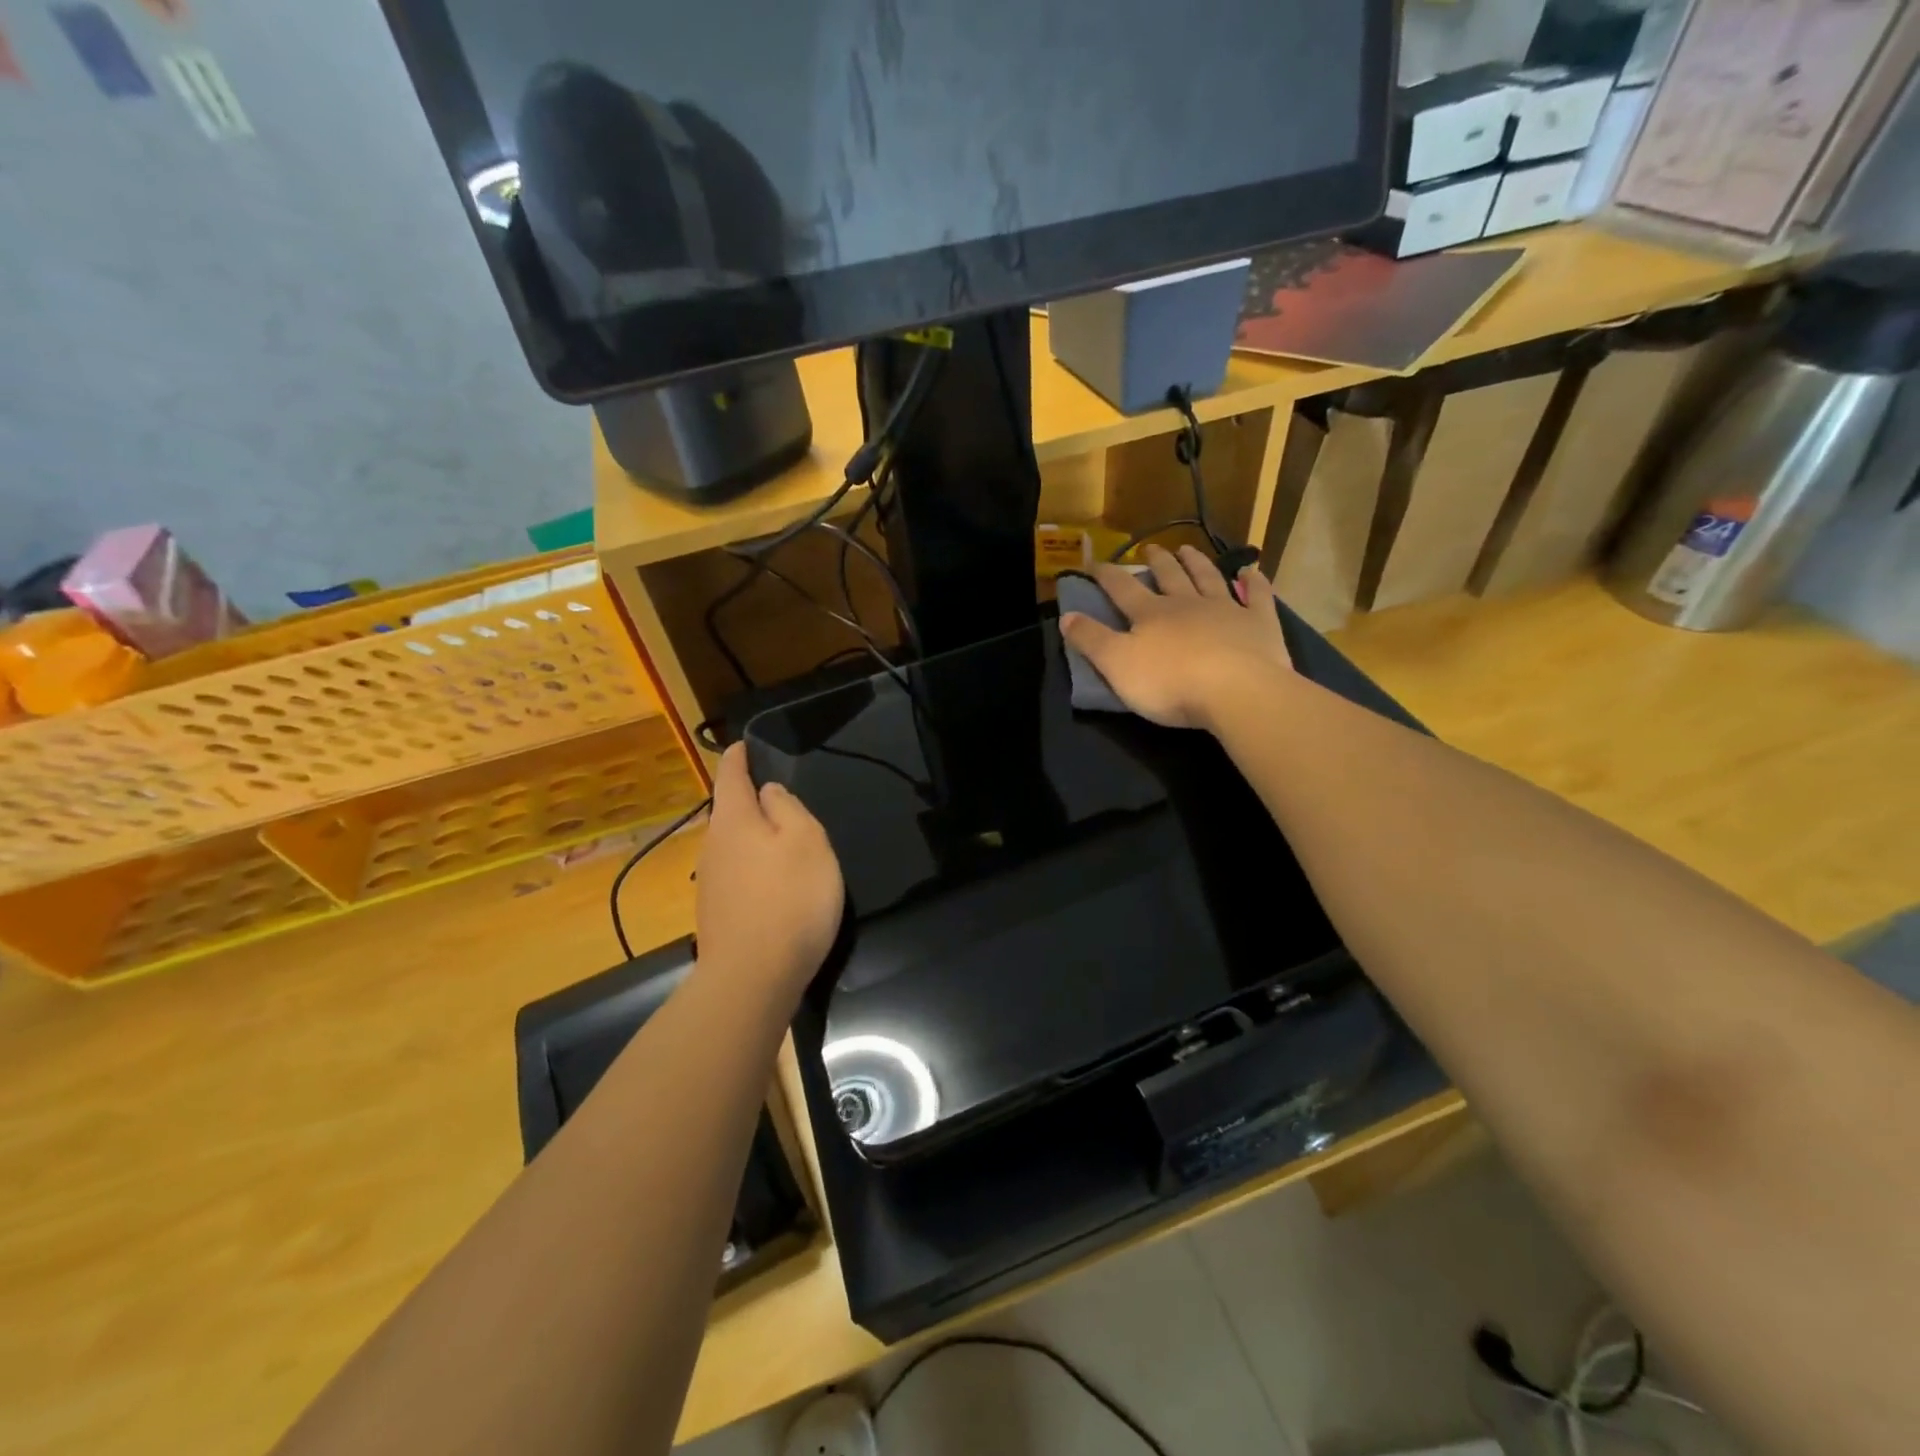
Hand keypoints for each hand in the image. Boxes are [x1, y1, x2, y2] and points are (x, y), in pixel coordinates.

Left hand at [695, 744, 844, 991]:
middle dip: (748, 800)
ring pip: (733, 845)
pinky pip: (737, 875)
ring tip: (782, 839)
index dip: (737, 757)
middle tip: (777, 795)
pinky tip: (774, 883)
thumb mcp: (806, 841)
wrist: (752, 979)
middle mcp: (713, 847)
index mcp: (733, 820)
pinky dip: (754, 867)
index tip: (742, 744)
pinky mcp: (717, 914)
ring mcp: (710, 884)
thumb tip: (768, 793)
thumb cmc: (789, 899)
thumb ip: (788, 808)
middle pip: (729, 812)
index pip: (730, 775)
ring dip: (753, 836)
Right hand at [1059, 545, 1293, 730]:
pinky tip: (1251, 570)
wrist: (1237, 691)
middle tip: (1150, 549)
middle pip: (1169, 576)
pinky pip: (1257, 596)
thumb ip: (1091, 640)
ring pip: (1208, 578)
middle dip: (1156, 562)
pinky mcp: (1259, 624)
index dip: (1106, 575)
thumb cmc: (1171, 683)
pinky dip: (1253, 582)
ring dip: (1196, 563)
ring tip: (1187, 549)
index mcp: (1151, 615)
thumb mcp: (1117, 666)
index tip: (1094, 562)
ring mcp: (1227, 610)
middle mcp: (1187, 604)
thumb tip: (1066, 615)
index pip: (1122, 588)